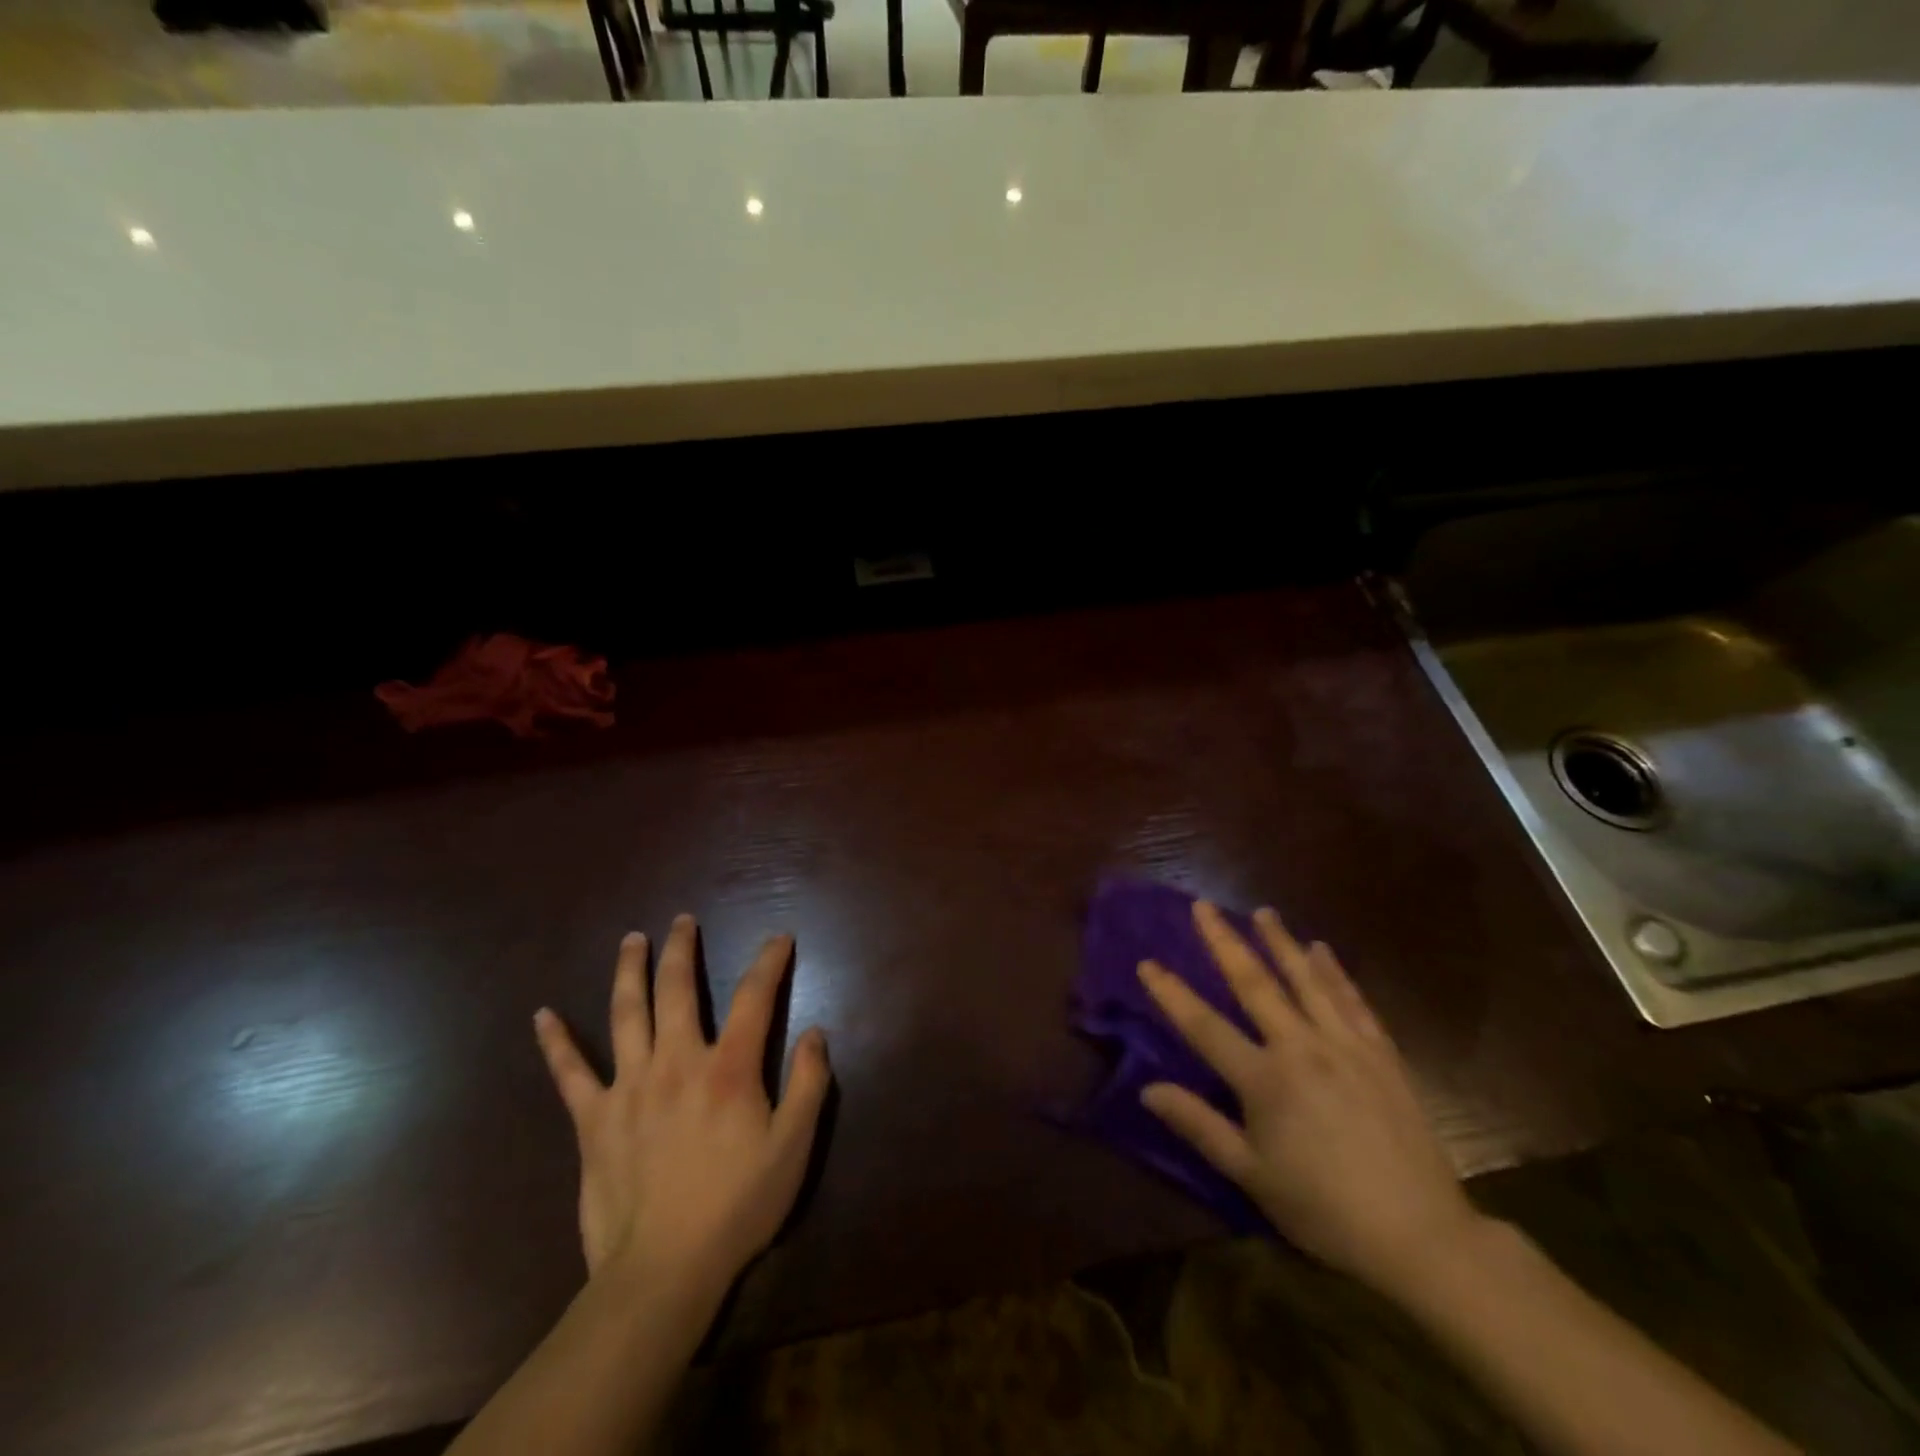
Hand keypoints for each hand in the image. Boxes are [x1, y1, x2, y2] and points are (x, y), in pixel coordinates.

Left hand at [533, 915, 831, 1317]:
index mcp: (728, 1068)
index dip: (768, 961)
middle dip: (682, 949)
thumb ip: (808, 1084)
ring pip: (626, 1014)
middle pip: (678, 990)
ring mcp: (629, 1087)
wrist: (662, 1271)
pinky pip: (570, 1074)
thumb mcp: (793, 1148)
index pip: (753, 997)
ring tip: (632, 939)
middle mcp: (677, 1062)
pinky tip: (542, 1015)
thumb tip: (815, 1032)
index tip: (778, 938)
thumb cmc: (737, 1206)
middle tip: (683, 920)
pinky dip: (556, 1043)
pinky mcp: (593, 1119)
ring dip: (629, 971)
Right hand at [1138, 901, 1481, 1297]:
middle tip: (1203, 906)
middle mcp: (1301, 1048)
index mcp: (1264, 1080)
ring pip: (1306, 980)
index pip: (1204, 1026)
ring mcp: (1345, 1046)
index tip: (1146, 962)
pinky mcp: (1381, 1054)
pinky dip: (1335, 972)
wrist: (1421, 1235)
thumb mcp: (1251, 1175)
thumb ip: (1199, 1126)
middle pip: (1255, 984)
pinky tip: (1321, 949)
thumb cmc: (1324, 1208)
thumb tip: (1147, 1089)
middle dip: (1224, 941)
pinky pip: (1352, 1000)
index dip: (1171, 994)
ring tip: (1262, 911)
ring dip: (1280, 942)